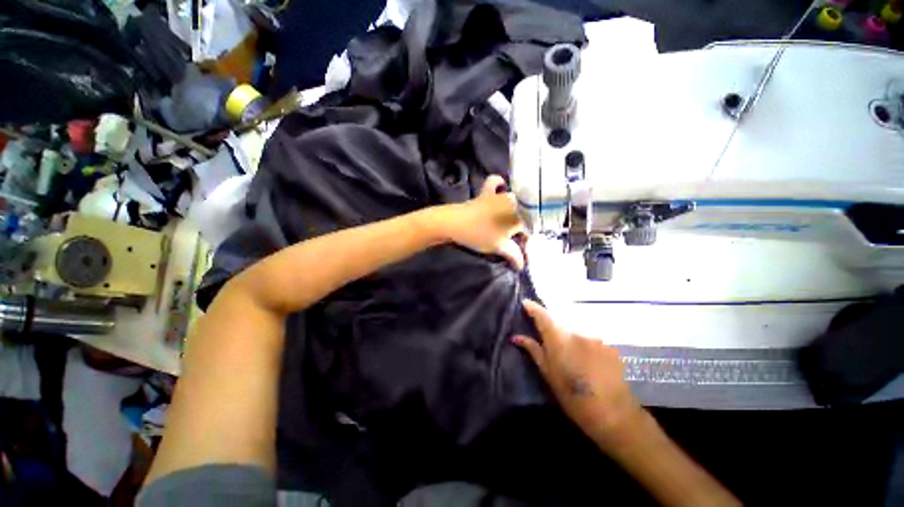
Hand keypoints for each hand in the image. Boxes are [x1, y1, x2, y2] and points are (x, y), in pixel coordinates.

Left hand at [439, 175, 524, 269]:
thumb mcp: (499, 247)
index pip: (528, 230)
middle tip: (514, 241)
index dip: (525, 243)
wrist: (455, 223)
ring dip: (516, 210)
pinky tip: (501, 187)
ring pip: (513, 201)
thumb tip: (522, 265)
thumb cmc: (479, 235)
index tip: (521, 253)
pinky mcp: (485, 193)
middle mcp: (513, 203)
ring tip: (510, 223)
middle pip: (522, 216)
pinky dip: (498, 185)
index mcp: (519, 216)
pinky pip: (495, 183)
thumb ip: (514, 255)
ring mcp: (498, 196)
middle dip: (521, 229)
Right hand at [512, 301, 643, 447]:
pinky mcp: (607, 341)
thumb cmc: (574, 397)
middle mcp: (577, 332)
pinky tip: (585, 354)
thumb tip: (515, 337)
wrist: (613, 413)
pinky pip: (588, 333)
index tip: (525, 302)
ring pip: (574, 326)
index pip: (542, 315)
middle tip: (545, 332)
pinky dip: (581, 338)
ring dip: (567, 331)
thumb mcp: (548, 374)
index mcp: (559, 340)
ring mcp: (594, 335)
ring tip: (568, 348)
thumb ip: (533, 350)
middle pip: (559, 319)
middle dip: (550, 322)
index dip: (532, 307)